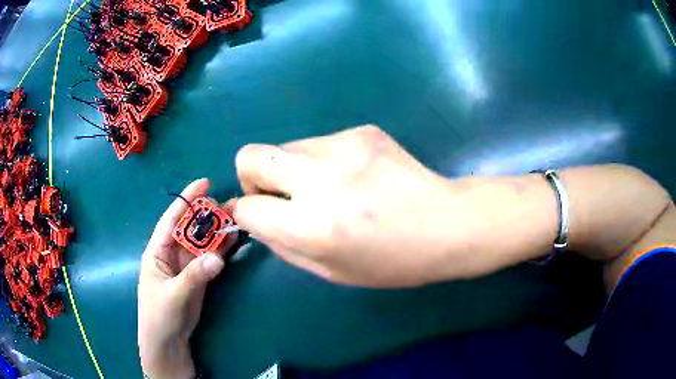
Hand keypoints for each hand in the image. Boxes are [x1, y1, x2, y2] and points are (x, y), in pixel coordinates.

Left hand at [138, 179, 227, 377]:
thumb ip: (194, 276)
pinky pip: (211, 258)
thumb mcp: (173, 295)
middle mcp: (172, 253)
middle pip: (191, 228)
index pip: (171, 219)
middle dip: (208, 214)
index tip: (204, 183)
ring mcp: (186, 265)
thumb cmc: (159, 315)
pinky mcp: (198, 276)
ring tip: (237, 217)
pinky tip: (234, 239)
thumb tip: (218, 258)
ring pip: (203, 242)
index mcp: (158, 251)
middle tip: (230, 203)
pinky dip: (222, 248)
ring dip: (217, 230)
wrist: (168, 341)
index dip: (187, 200)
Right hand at [233, 125, 462, 287]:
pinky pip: (319, 143)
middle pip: (250, 156)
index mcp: (312, 227)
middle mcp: (321, 180)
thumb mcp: (331, 271)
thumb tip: (255, 218)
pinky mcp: (361, 131)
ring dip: (292, 169)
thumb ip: (282, 245)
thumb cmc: (393, 261)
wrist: (447, 224)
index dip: (246, 212)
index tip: (259, 215)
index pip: (247, 207)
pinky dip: (323, 161)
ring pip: (285, 147)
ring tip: (330, 188)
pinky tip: (355, 176)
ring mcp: (343, 147)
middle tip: (281, 195)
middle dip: (252, 177)